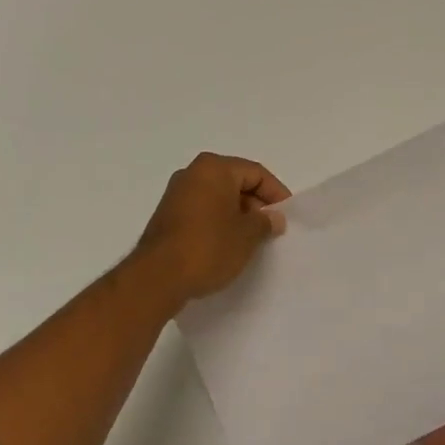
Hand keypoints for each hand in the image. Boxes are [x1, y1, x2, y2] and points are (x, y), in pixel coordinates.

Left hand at [129, 153, 290, 309]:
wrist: (157, 277)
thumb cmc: (208, 247)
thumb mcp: (247, 236)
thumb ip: (265, 222)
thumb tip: (273, 217)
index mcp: (214, 168)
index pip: (255, 172)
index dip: (275, 193)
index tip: (286, 217)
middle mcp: (192, 173)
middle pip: (235, 181)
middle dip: (256, 204)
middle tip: (270, 230)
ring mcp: (176, 194)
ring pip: (217, 197)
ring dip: (237, 215)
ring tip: (251, 241)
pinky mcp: (166, 215)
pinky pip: (202, 210)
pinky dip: (218, 222)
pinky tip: (226, 245)